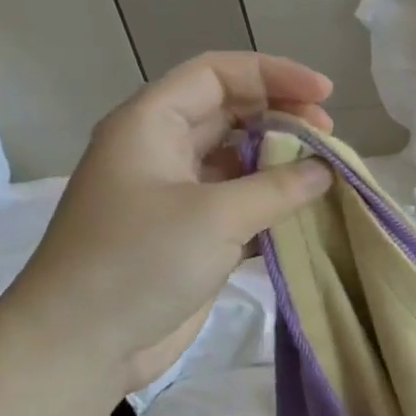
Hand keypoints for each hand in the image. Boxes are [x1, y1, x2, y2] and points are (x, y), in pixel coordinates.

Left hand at [0, 51, 335, 391]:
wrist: (84, 341)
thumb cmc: (140, 261)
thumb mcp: (215, 216)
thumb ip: (277, 188)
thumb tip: (324, 170)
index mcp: (151, 124)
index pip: (217, 75)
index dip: (273, 75)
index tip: (326, 95)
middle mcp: (162, 151)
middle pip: (230, 114)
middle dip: (282, 119)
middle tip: (331, 141)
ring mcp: (175, 197)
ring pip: (237, 164)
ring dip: (280, 167)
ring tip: (326, 178)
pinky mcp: (189, 238)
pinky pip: (238, 207)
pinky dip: (272, 208)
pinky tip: (305, 218)